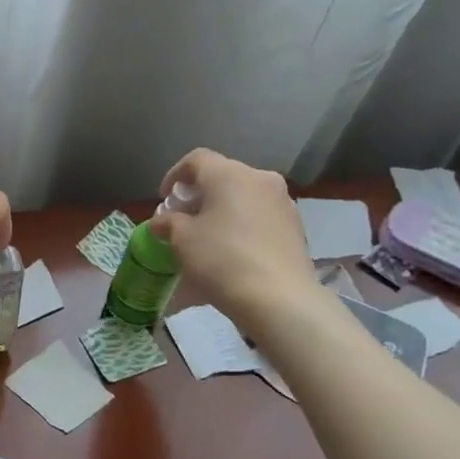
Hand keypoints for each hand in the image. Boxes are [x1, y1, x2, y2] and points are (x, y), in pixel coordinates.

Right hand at [148, 148, 316, 324]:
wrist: (279, 299)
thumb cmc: (221, 259)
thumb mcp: (181, 239)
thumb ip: (168, 222)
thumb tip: (163, 221)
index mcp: (229, 174)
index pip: (196, 159)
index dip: (174, 175)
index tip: (164, 199)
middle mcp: (260, 179)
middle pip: (222, 177)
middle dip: (199, 195)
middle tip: (183, 219)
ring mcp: (283, 203)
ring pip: (244, 197)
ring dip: (222, 210)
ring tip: (207, 237)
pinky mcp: (296, 228)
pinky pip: (260, 217)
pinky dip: (241, 225)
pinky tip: (232, 251)